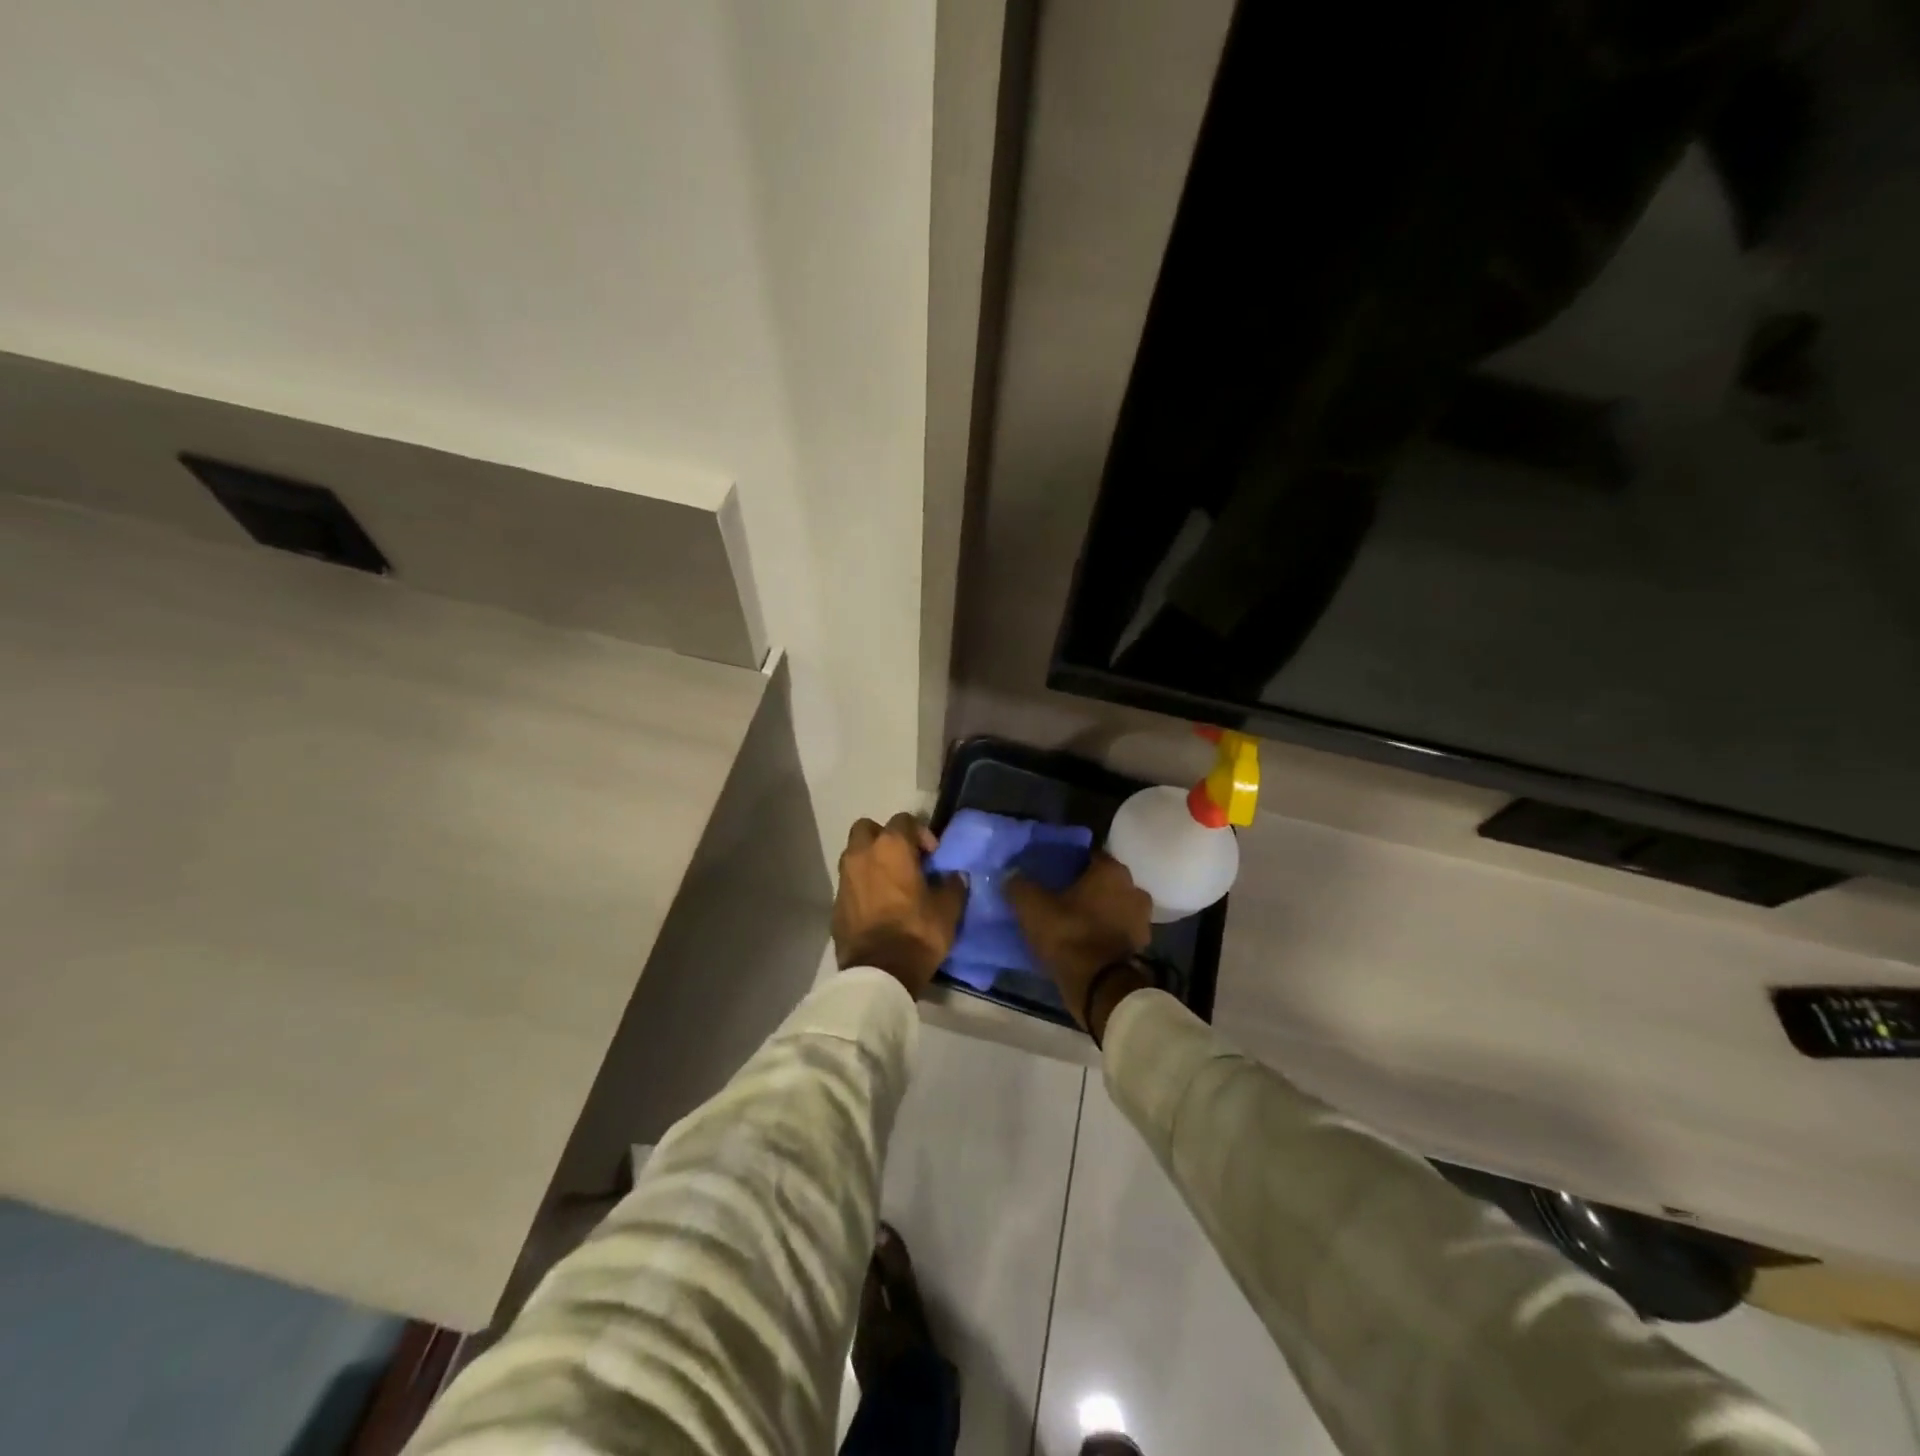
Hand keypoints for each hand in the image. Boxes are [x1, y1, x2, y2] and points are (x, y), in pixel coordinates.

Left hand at [833, 813, 966, 999]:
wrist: (878, 973)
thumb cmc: (917, 933)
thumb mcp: (947, 910)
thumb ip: (953, 885)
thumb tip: (955, 876)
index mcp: (891, 847)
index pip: (904, 820)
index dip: (920, 833)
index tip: (932, 856)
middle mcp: (862, 854)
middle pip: (868, 828)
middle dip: (885, 837)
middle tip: (904, 859)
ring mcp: (844, 878)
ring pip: (855, 854)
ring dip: (871, 860)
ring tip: (891, 883)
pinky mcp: (836, 903)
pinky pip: (850, 882)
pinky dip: (862, 885)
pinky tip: (878, 905)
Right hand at [1006, 853, 1152, 1035]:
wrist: (1100, 987)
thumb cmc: (1069, 935)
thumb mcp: (1032, 908)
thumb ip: (1019, 886)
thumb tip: (1010, 875)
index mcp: (1111, 871)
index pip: (1089, 856)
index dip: (1070, 864)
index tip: (1054, 874)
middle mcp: (1133, 888)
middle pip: (1105, 881)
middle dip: (1087, 887)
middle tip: (1062, 896)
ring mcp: (1142, 918)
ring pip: (1115, 905)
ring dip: (1100, 910)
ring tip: (1075, 920)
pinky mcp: (1142, 945)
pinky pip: (1120, 929)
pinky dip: (1107, 932)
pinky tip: (1088, 940)